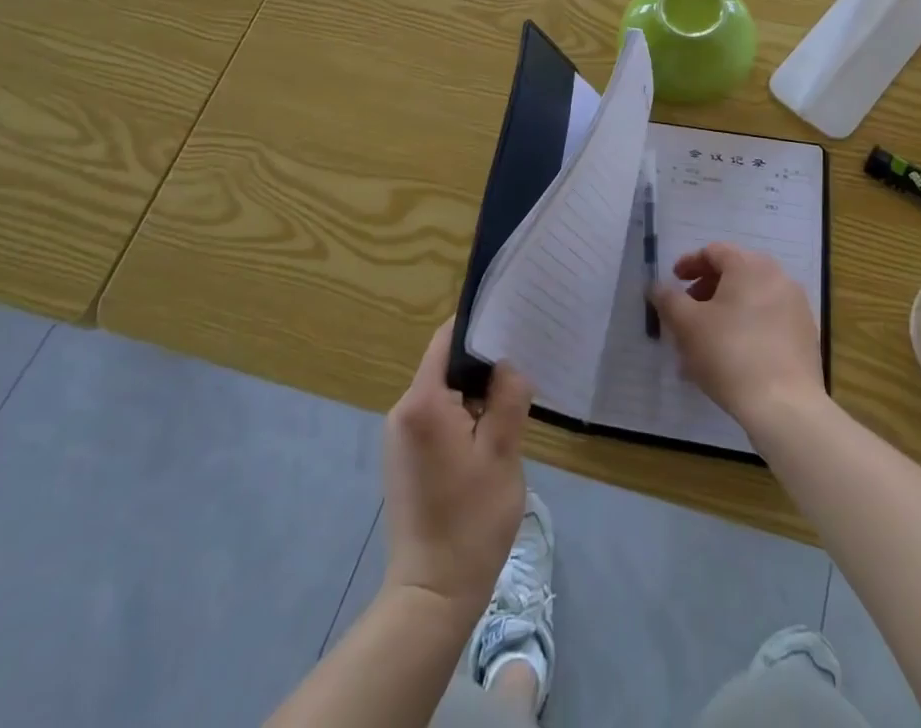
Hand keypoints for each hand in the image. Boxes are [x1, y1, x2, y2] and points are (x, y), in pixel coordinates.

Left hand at [381, 321, 532, 623]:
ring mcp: (399, 434)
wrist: (432, 594)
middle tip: (521, 367)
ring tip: (511, 401)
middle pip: (444, 364)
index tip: (512, 325)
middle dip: (482, 365)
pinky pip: (435, 415)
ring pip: (442, 391)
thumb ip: (507, 397)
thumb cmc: (471, 520)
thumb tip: (507, 364)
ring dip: (474, 393)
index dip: (479, 328)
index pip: (447, 339)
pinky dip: (461, 414)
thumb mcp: (502, 453)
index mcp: (423, 401)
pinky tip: (488, 433)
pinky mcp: (403, 455)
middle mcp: (403, 409)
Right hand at [651, 243, 824, 431]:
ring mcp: (796, 307)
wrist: (785, 406)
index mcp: (750, 266)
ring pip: (751, 300)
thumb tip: (657, 287)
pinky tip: (730, 357)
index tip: (673, 281)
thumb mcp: (687, 324)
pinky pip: (768, 321)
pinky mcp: (805, 336)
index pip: (714, 252)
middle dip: (706, 290)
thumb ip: (668, 299)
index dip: (689, 264)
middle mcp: (778, 277)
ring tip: (704, 341)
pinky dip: (746, 328)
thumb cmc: (730, 354)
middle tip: (687, 310)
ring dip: (725, 312)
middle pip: (735, 274)